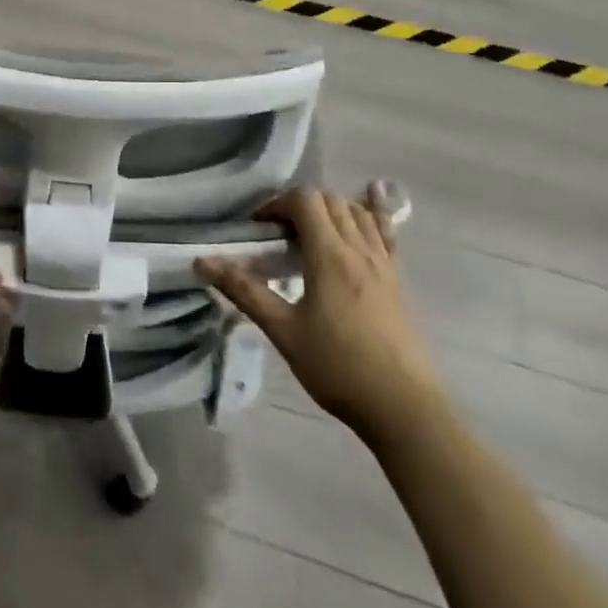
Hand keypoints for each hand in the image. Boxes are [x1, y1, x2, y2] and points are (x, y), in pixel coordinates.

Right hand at [197, 186, 444, 450]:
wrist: (404, 408)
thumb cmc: (338, 368)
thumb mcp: (284, 331)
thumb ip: (245, 292)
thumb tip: (203, 261)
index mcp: (329, 256)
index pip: (304, 201)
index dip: (277, 204)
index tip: (259, 227)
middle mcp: (358, 249)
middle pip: (330, 200)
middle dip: (300, 205)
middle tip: (279, 232)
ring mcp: (384, 263)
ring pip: (357, 211)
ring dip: (331, 208)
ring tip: (311, 231)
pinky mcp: (398, 279)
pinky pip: (386, 231)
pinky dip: (373, 211)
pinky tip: (371, 199)